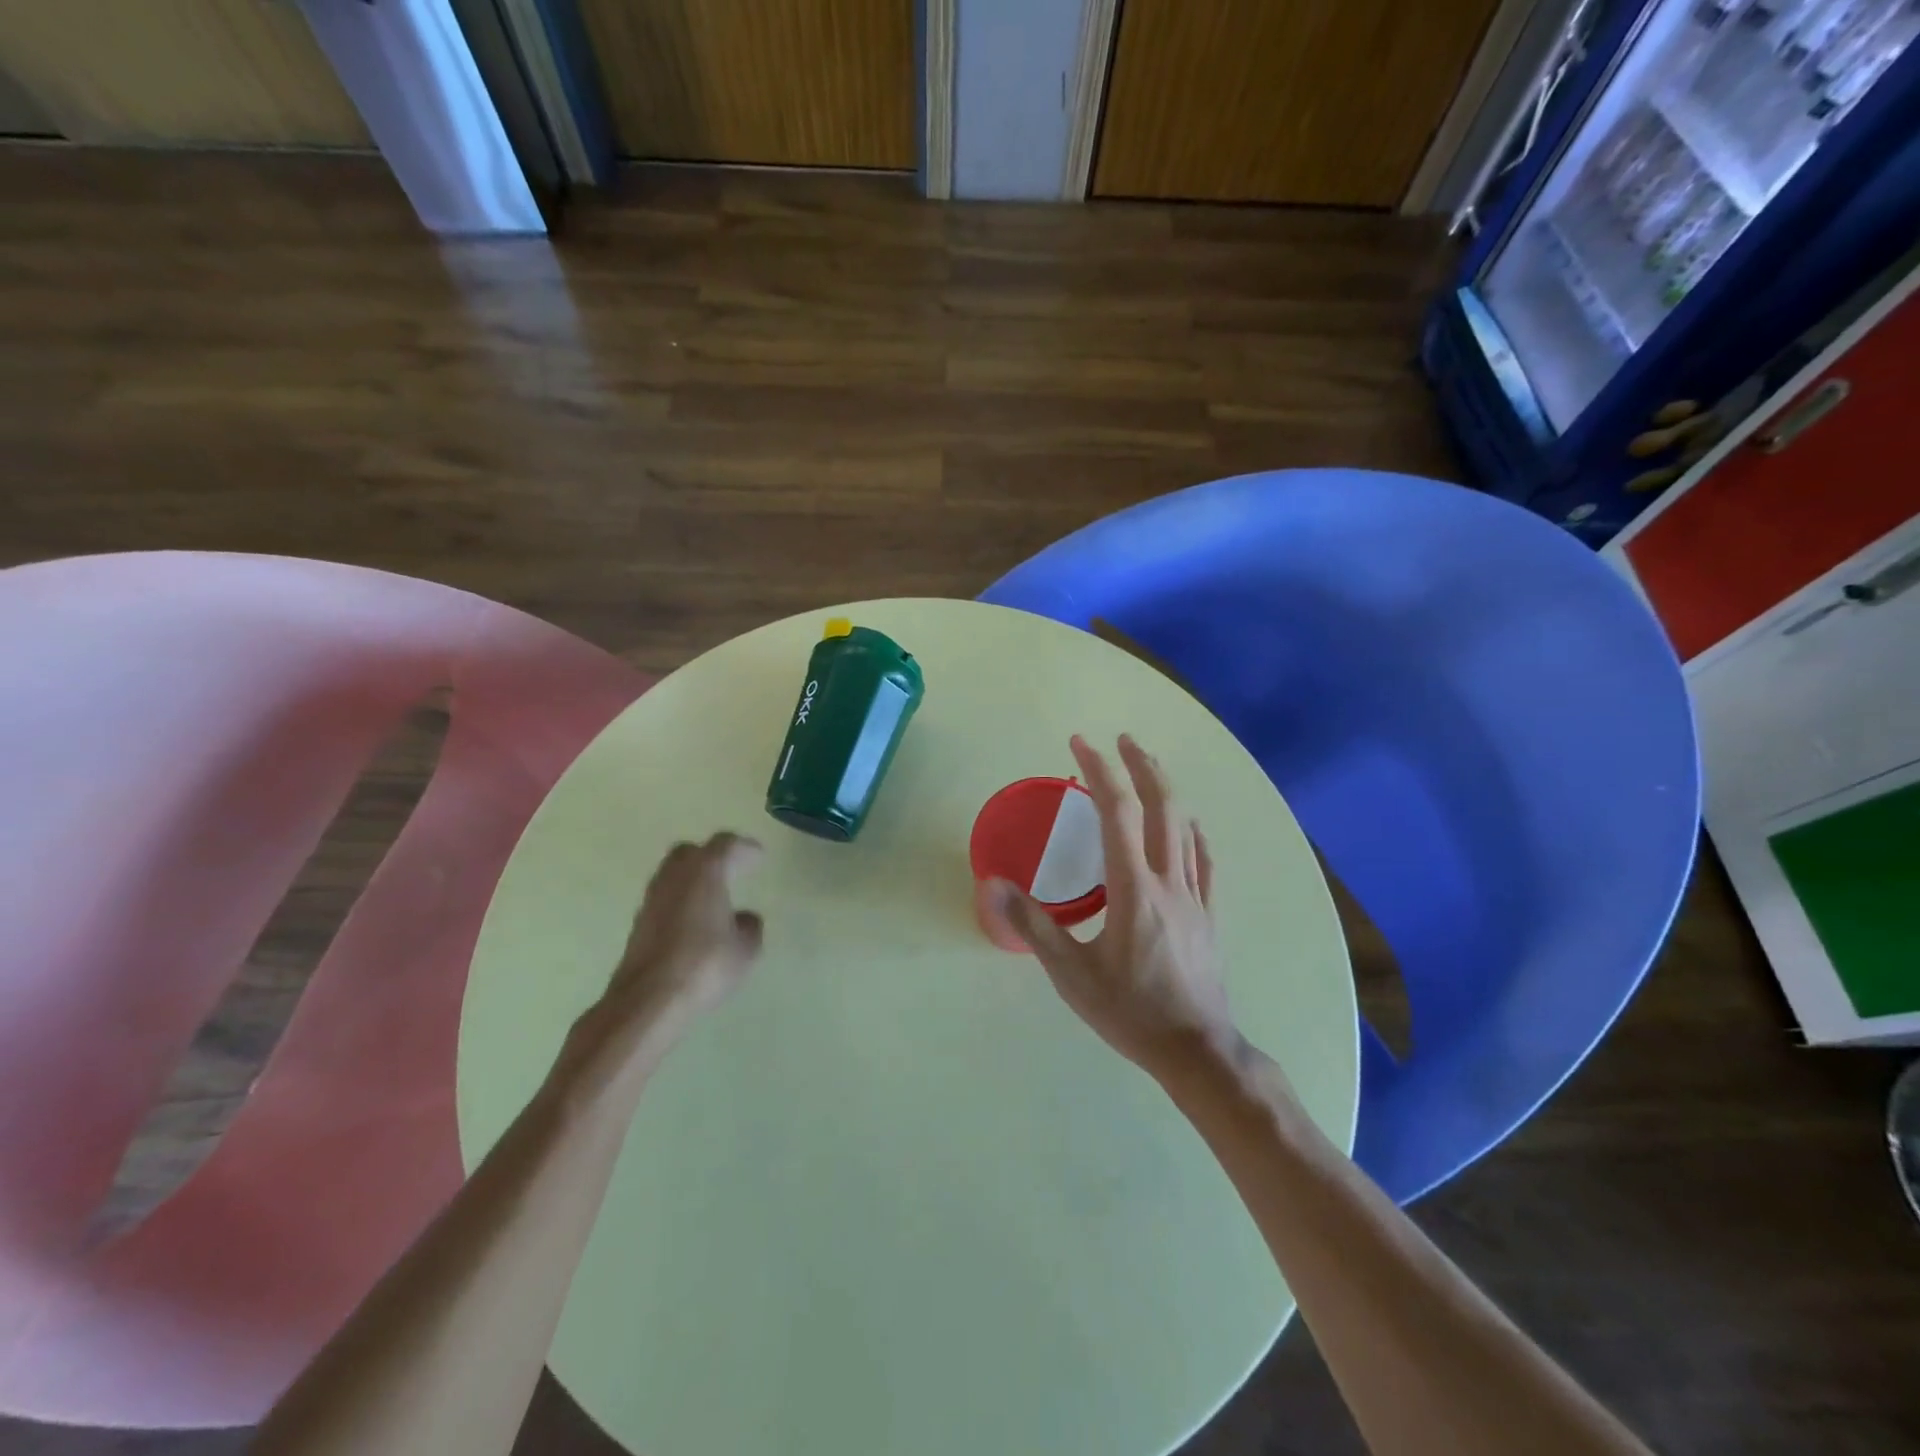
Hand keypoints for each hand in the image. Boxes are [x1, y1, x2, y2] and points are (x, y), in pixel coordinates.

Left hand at [560, 833, 764, 1095]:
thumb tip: (744, 918)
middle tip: (732, 868)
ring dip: (693, 879)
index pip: (725, 845)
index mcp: (705, 872)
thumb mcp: (745, 948)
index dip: (744, 848)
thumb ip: (749, 926)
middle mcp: (675, 877)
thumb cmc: (705, 965)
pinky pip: (665, 899)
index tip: (758, 856)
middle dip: (711, 856)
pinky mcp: (639, 924)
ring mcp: (652, 899)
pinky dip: (680, 900)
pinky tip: (694, 920)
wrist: (648, 999)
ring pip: (673, 875)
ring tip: (713, 895)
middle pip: (691, 852)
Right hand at [986, 735, 1236, 1080]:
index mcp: (1134, 889)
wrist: (1196, 1050)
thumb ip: (1032, 925)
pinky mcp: (1209, 914)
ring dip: (1167, 789)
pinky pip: (1205, 860)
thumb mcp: (1071, 974)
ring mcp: (1195, 896)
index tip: (1080, 744)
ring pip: (1186, 827)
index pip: (1118, 812)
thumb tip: (992, 884)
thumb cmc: (1130, 1012)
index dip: (1099, 771)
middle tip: (1122, 739)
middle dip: (1141, 766)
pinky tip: (1190, 824)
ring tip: (1149, 766)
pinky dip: (1194, 831)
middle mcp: (1169, 880)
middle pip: (1161, 806)